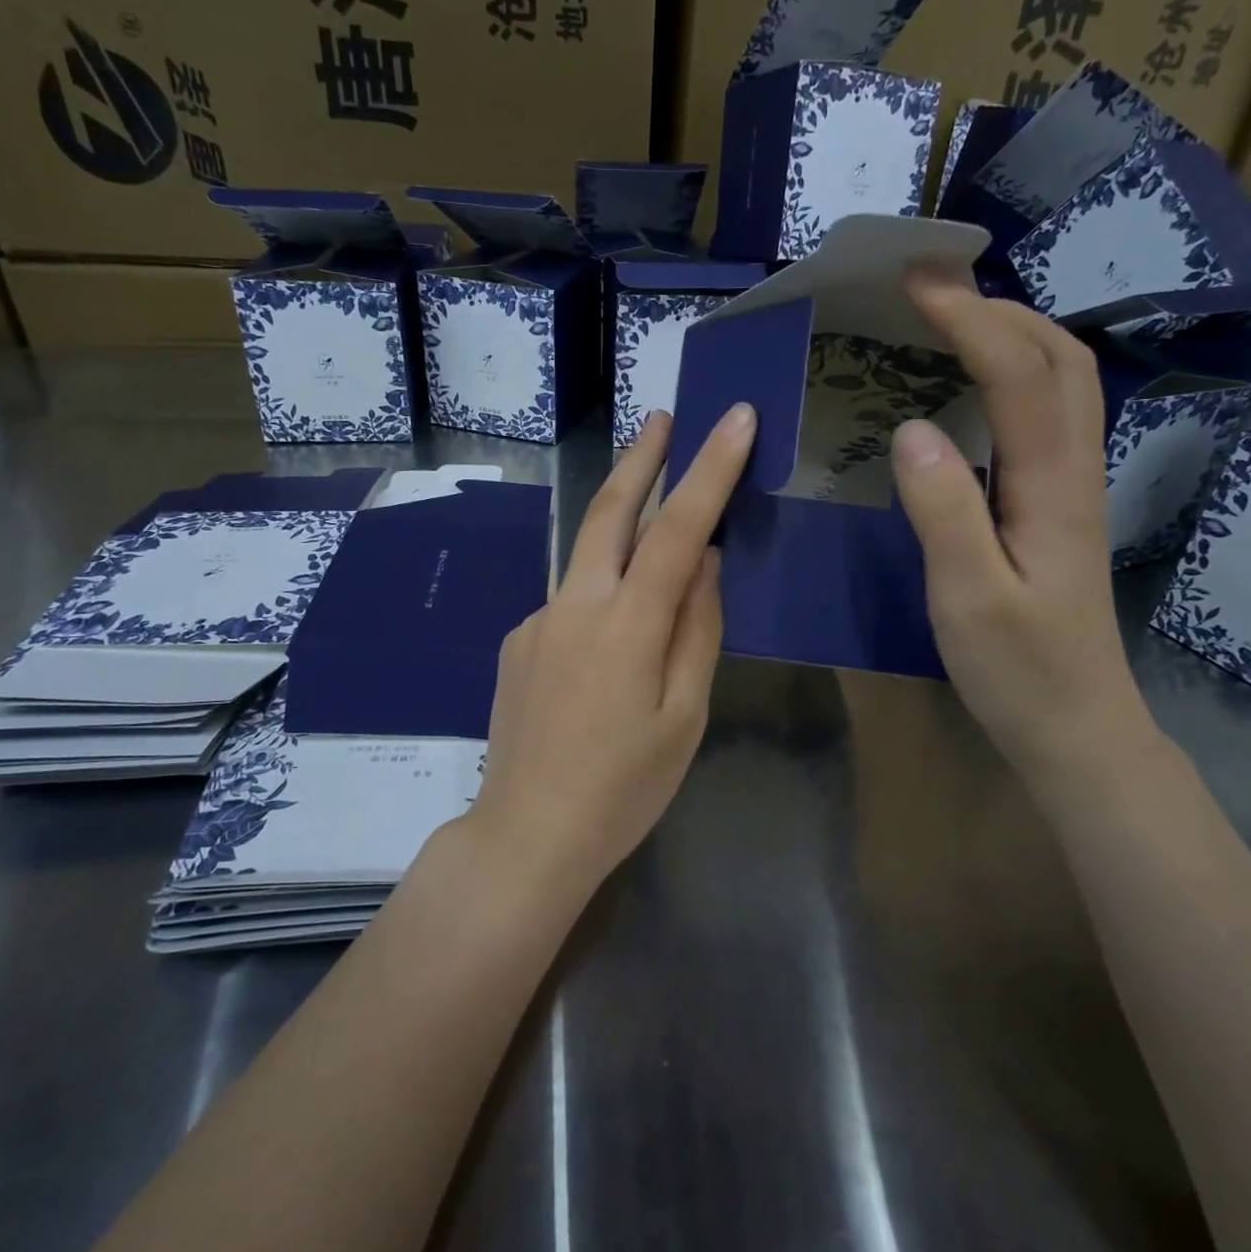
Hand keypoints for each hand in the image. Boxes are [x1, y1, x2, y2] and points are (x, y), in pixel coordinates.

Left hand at [470, 404, 756, 885]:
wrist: (525, 834)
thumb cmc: (624, 788)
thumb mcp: (684, 716)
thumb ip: (696, 630)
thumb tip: (705, 562)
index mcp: (627, 627)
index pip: (676, 529)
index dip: (709, 470)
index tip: (733, 419)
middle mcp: (575, 606)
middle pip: (609, 511)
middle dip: (641, 458)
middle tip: (663, 417)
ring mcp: (538, 619)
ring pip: (587, 554)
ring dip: (620, 519)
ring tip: (650, 508)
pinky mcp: (517, 639)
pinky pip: (571, 601)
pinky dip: (600, 595)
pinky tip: (607, 647)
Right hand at [890, 279, 1157, 772]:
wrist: (1078, 728)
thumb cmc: (1020, 670)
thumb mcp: (969, 597)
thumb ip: (944, 511)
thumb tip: (910, 428)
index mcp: (1052, 487)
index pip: (1020, 374)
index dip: (970, 319)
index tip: (915, 282)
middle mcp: (1075, 471)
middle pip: (1061, 358)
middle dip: (999, 306)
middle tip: (931, 287)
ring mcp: (1074, 488)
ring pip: (1064, 382)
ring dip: (1014, 332)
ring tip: (949, 319)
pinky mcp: (1059, 507)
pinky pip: (1046, 415)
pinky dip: (1013, 374)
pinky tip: (970, 389)